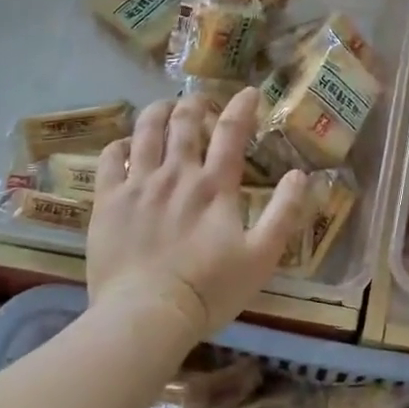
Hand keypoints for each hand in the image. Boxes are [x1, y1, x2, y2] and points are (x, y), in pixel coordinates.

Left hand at [85, 89, 310, 338]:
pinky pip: (110, 159)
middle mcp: (177, 174)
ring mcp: (138, 185)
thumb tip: (300, 175)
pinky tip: (125, 144)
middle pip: (184, 122)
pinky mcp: (108, 202)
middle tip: (200, 101)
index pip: (231, 132)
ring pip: (146, 131)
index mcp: (215, 186)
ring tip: (164, 107)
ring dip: (158, 112)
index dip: (242, 106)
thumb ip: (284, 212)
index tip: (249, 92)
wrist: (147, 315)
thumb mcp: (262, 256)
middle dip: (194, 104)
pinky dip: (120, 144)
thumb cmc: (210, 289)